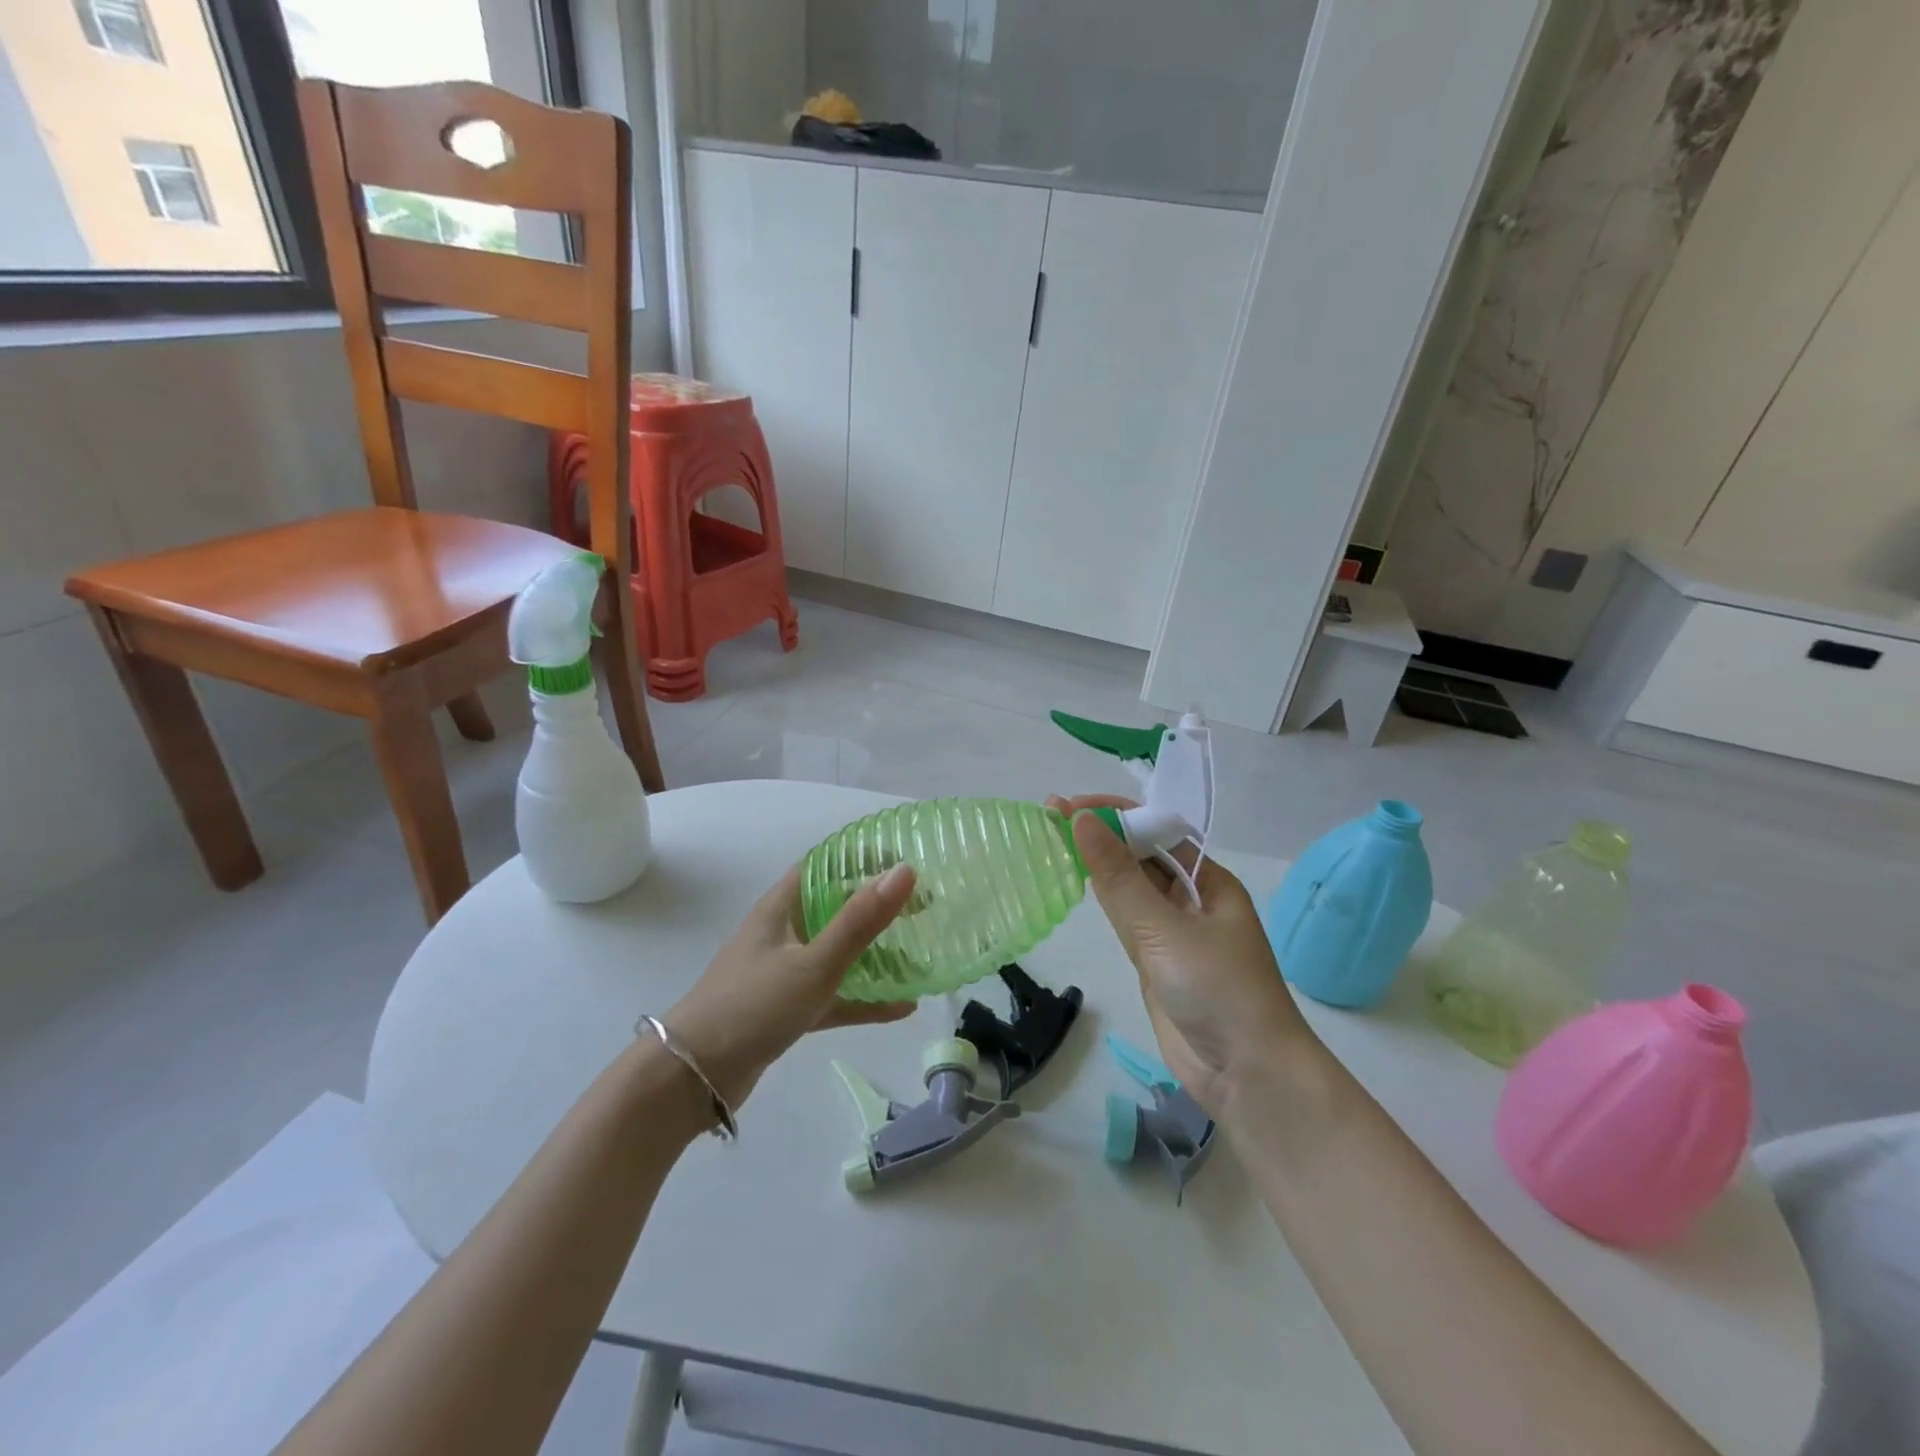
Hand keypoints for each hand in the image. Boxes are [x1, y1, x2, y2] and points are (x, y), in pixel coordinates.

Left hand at [664, 862, 916, 1107]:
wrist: (692, 1079)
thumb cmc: (752, 1006)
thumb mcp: (813, 962)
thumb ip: (860, 921)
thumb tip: (905, 871)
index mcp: (780, 909)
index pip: (823, 867)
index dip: (860, 859)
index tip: (902, 858)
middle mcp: (781, 934)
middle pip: (835, 909)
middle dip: (876, 906)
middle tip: (922, 905)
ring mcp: (783, 973)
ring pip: (837, 954)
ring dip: (874, 953)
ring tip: (919, 951)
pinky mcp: (786, 1010)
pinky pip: (834, 996)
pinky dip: (864, 999)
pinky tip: (902, 1007)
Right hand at [1049, 795, 1317, 1117]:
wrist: (1247, 1076)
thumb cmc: (1217, 990)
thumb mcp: (1164, 928)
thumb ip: (1119, 877)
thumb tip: (1082, 820)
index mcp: (1208, 881)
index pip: (1157, 831)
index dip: (1114, 814)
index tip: (1069, 807)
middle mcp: (1191, 900)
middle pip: (1141, 855)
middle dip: (1101, 834)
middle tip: (1050, 817)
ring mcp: (1172, 932)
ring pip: (1129, 887)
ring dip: (1097, 864)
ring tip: (1054, 839)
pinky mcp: (1156, 961)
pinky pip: (1126, 919)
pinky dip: (1102, 899)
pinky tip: (1078, 882)